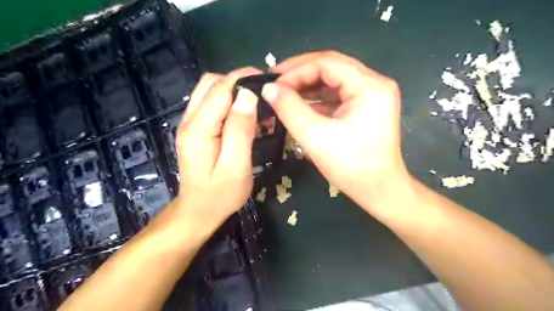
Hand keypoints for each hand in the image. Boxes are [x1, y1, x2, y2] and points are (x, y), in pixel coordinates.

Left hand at [174, 68, 262, 231]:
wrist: (199, 210)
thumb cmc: (221, 194)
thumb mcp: (236, 166)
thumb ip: (240, 130)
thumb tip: (248, 96)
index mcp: (199, 129)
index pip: (221, 89)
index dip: (244, 79)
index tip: (268, 81)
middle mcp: (189, 120)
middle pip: (211, 83)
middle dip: (238, 81)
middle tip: (263, 93)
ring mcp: (189, 123)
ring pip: (209, 90)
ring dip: (233, 89)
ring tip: (255, 101)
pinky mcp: (195, 128)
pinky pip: (210, 103)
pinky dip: (227, 99)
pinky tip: (242, 112)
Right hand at [262, 51, 407, 216]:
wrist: (378, 191)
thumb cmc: (350, 166)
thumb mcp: (315, 137)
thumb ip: (290, 109)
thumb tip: (268, 88)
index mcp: (370, 86)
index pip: (328, 63)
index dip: (297, 70)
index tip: (273, 82)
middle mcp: (374, 84)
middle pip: (332, 67)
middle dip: (301, 74)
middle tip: (275, 83)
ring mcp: (372, 95)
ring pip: (333, 81)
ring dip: (307, 86)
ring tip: (283, 93)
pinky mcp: (366, 107)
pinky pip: (337, 95)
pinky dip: (317, 98)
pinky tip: (299, 104)